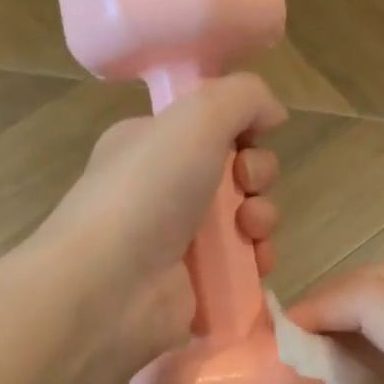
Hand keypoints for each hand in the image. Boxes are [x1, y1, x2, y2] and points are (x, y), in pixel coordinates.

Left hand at [36, 74, 286, 370]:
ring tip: (249, 228)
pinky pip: (241, 265)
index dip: (240, 130)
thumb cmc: (147, 192)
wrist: (110, 286)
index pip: (209, 127)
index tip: (248, 139)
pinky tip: (255, 261)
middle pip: (234, 172)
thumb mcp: (195, 118)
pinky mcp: (194, 284)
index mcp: (150, 144)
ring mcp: (177, 240)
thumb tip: (274, 114)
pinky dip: (257, 260)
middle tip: (246, 185)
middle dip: (257, 174)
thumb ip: (243, 97)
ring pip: (243, 219)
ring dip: (262, 217)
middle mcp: (161, 189)